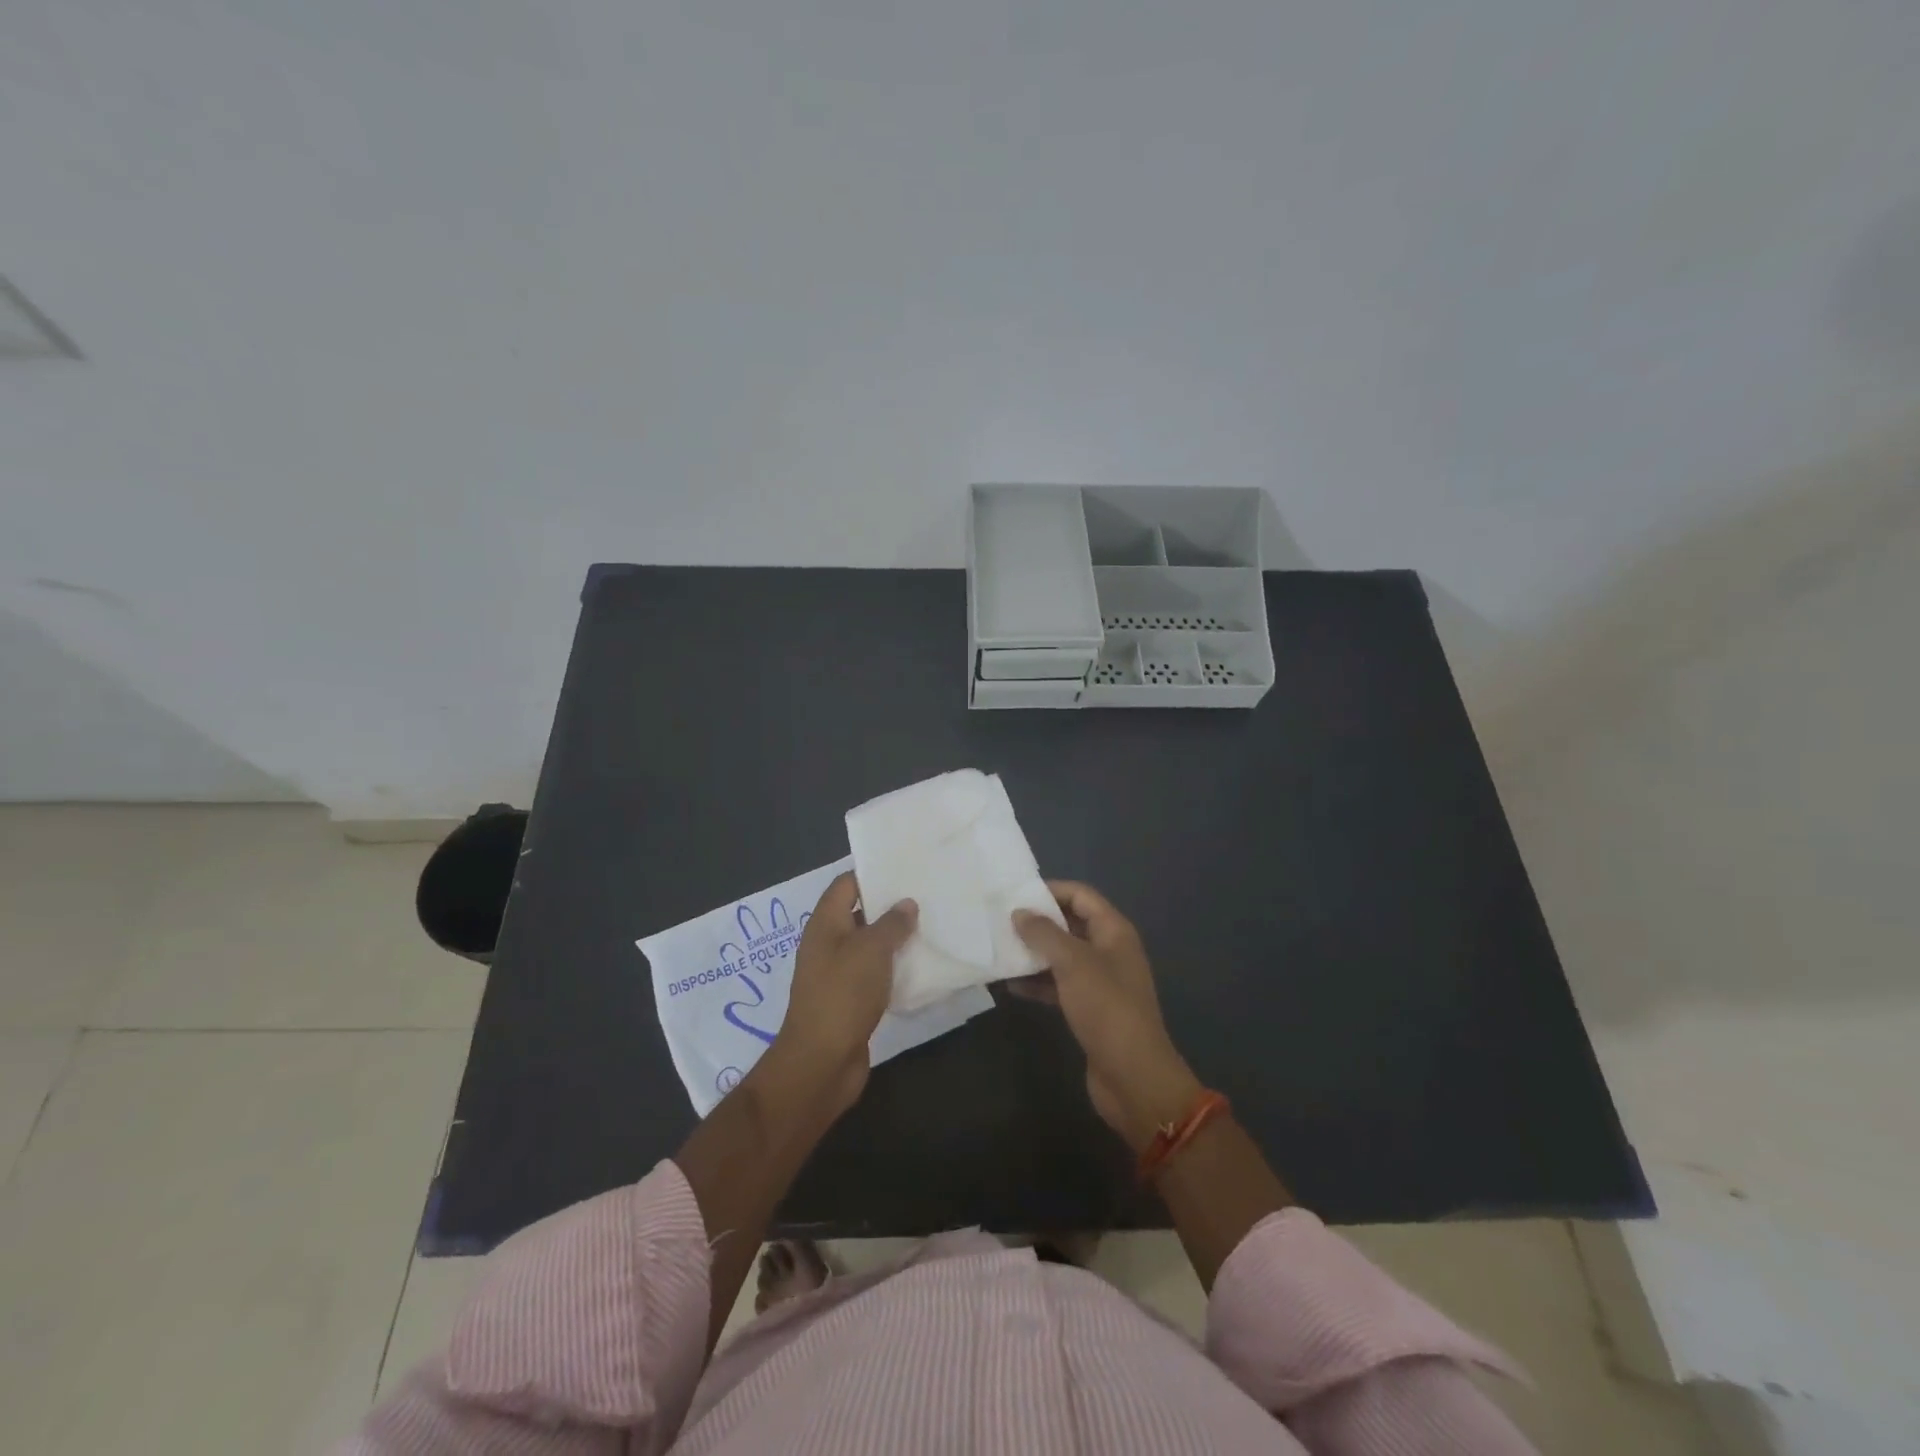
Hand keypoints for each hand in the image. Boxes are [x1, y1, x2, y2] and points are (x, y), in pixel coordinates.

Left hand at [772, 871, 916, 1113]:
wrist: (821, 1062)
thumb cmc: (843, 994)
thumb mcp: (871, 950)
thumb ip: (891, 923)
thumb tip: (906, 903)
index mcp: (825, 924)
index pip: (846, 884)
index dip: (872, 874)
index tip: (905, 869)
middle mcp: (827, 944)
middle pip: (858, 914)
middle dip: (889, 906)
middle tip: (926, 897)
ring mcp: (837, 974)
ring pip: (868, 946)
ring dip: (894, 939)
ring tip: (930, 927)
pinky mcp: (849, 1000)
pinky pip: (873, 975)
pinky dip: (893, 969)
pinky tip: (920, 968)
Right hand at [1012, 882, 1202, 1151]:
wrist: (1132, 1076)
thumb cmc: (1106, 1008)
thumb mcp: (1073, 963)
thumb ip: (1044, 934)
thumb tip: (1019, 912)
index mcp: (1113, 931)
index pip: (1081, 895)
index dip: (1051, 890)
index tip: (1015, 894)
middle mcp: (1109, 950)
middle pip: (1070, 924)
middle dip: (1038, 922)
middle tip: (1000, 920)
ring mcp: (1099, 981)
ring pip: (1062, 956)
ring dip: (1034, 953)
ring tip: (998, 949)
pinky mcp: (1089, 1008)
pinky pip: (1059, 984)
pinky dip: (1037, 982)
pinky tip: (1010, 985)